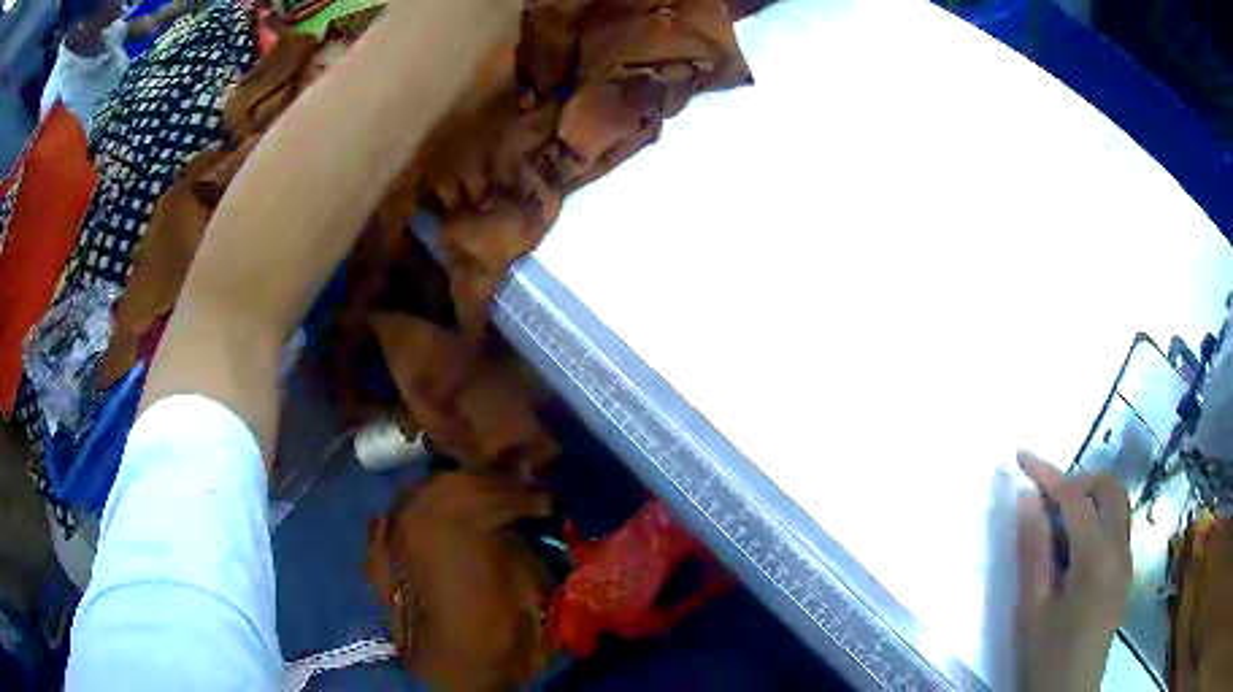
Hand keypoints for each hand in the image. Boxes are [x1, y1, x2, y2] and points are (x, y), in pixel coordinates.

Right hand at [1015, 451, 1131, 691]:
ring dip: (1089, 502)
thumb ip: (1033, 550)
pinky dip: (1096, 523)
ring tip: (1057, 531)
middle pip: (1109, 489)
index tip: (1022, 457)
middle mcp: (1120, 547)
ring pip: (1116, 506)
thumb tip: (1028, 499)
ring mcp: (1126, 560)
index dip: (1048, 474)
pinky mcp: (1124, 573)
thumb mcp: (1032, 608)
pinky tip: (1072, 556)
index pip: (1075, 498)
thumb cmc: (1047, 655)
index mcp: (1097, 556)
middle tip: (1047, 503)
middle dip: (1079, 482)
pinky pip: (1116, 529)